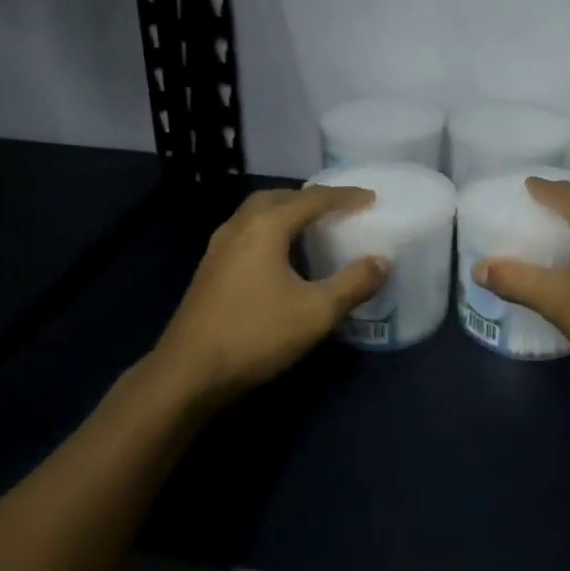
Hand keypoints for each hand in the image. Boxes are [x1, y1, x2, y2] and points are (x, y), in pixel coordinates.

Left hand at [155, 186, 389, 399]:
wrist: (187, 373)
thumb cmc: (255, 335)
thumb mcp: (316, 312)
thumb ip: (353, 283)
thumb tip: (381, 261)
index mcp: (266, 225)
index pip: (313, 199)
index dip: (346, 196)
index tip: (372, 199)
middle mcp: (239, 225)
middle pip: (280, 197)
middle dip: (312, 198)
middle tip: (339, 208)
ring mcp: (219, 247)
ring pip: (258, 214)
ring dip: (288, 212)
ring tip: (313, 227)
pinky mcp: (210, 268)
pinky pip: (247, 232)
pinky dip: (271, 230)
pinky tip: (281, 257)